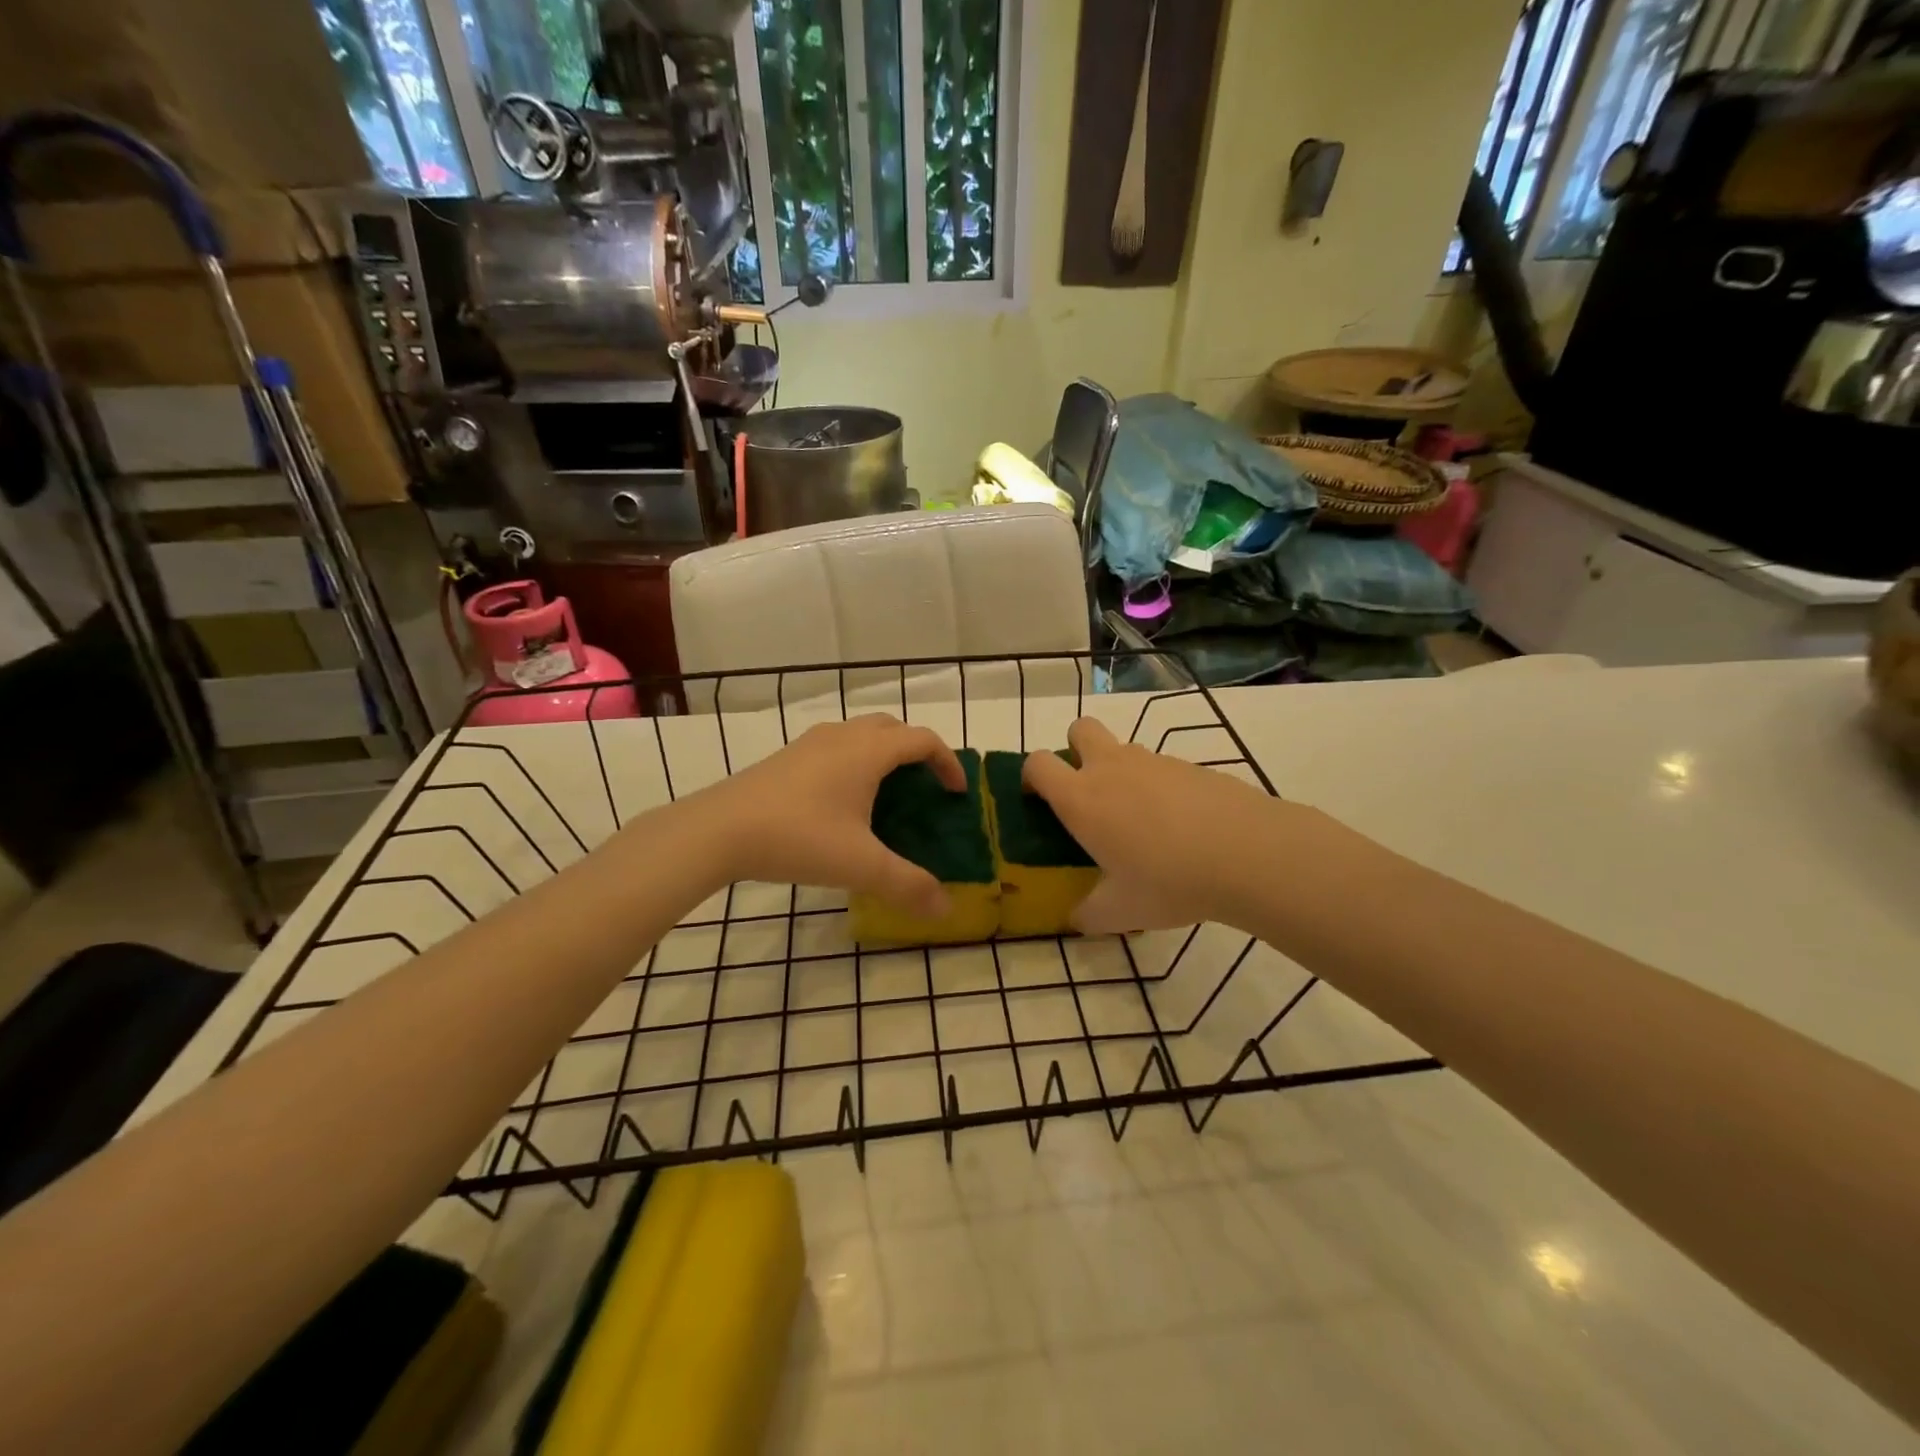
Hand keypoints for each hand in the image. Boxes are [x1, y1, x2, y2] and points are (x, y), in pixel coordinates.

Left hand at [699, 714, 964, 916]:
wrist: (718, 830)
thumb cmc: (798, 838)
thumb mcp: (860, 866)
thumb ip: (907, 885)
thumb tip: (945, 909)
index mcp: (868, 751)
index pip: (923, 740)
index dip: (948, 762)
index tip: (957, 793)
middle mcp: (842, 736)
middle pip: (893, 728)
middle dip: (916, 751)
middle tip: (924, 787)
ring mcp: (810, 743)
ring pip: (860, 734)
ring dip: (883, 754)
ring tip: (886, 794)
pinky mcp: (787, 758)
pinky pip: (836, 747)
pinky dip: (855, 762)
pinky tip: (842, 803)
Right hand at [1023, 717, 1296, 932]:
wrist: (1249, 853)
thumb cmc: (1169, 881)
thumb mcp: (1121, 912)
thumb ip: (1090, 914)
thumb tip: (1077, 918)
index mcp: (1081, 799)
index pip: (1038, 764)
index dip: (1031, 777)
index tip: (1039, 802)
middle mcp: (1111, 768)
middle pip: (1079, 729)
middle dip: (1074, 749)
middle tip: (1088, 792)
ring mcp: (1154, 761)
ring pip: (1123, 749)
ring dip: (1119, 772)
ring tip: (1141, 822)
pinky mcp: (1190, 765)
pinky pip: (1160, 768)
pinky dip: (1159, 787)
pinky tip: (1181, 826)